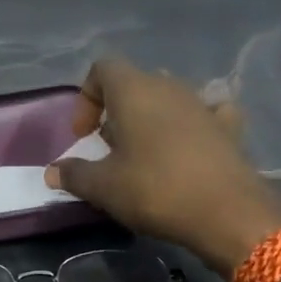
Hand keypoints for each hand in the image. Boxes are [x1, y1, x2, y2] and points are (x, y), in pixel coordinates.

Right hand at [44, 58, 280, 275]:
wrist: (227, 213)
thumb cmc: (155, 190)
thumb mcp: (104, 187)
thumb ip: (74, 175)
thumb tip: (52, 172)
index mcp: (134, 90)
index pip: (102, 68)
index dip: (86, 97)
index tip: (83, 134)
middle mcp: (169, 86)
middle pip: (135, 83)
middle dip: (117, 110)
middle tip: (109, 147)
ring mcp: (202, 104)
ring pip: (168, 97)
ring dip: (151, 118)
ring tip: (144, 153)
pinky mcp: (228, 127)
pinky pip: (205, 113)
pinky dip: (192, 124)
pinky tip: (190, 146)